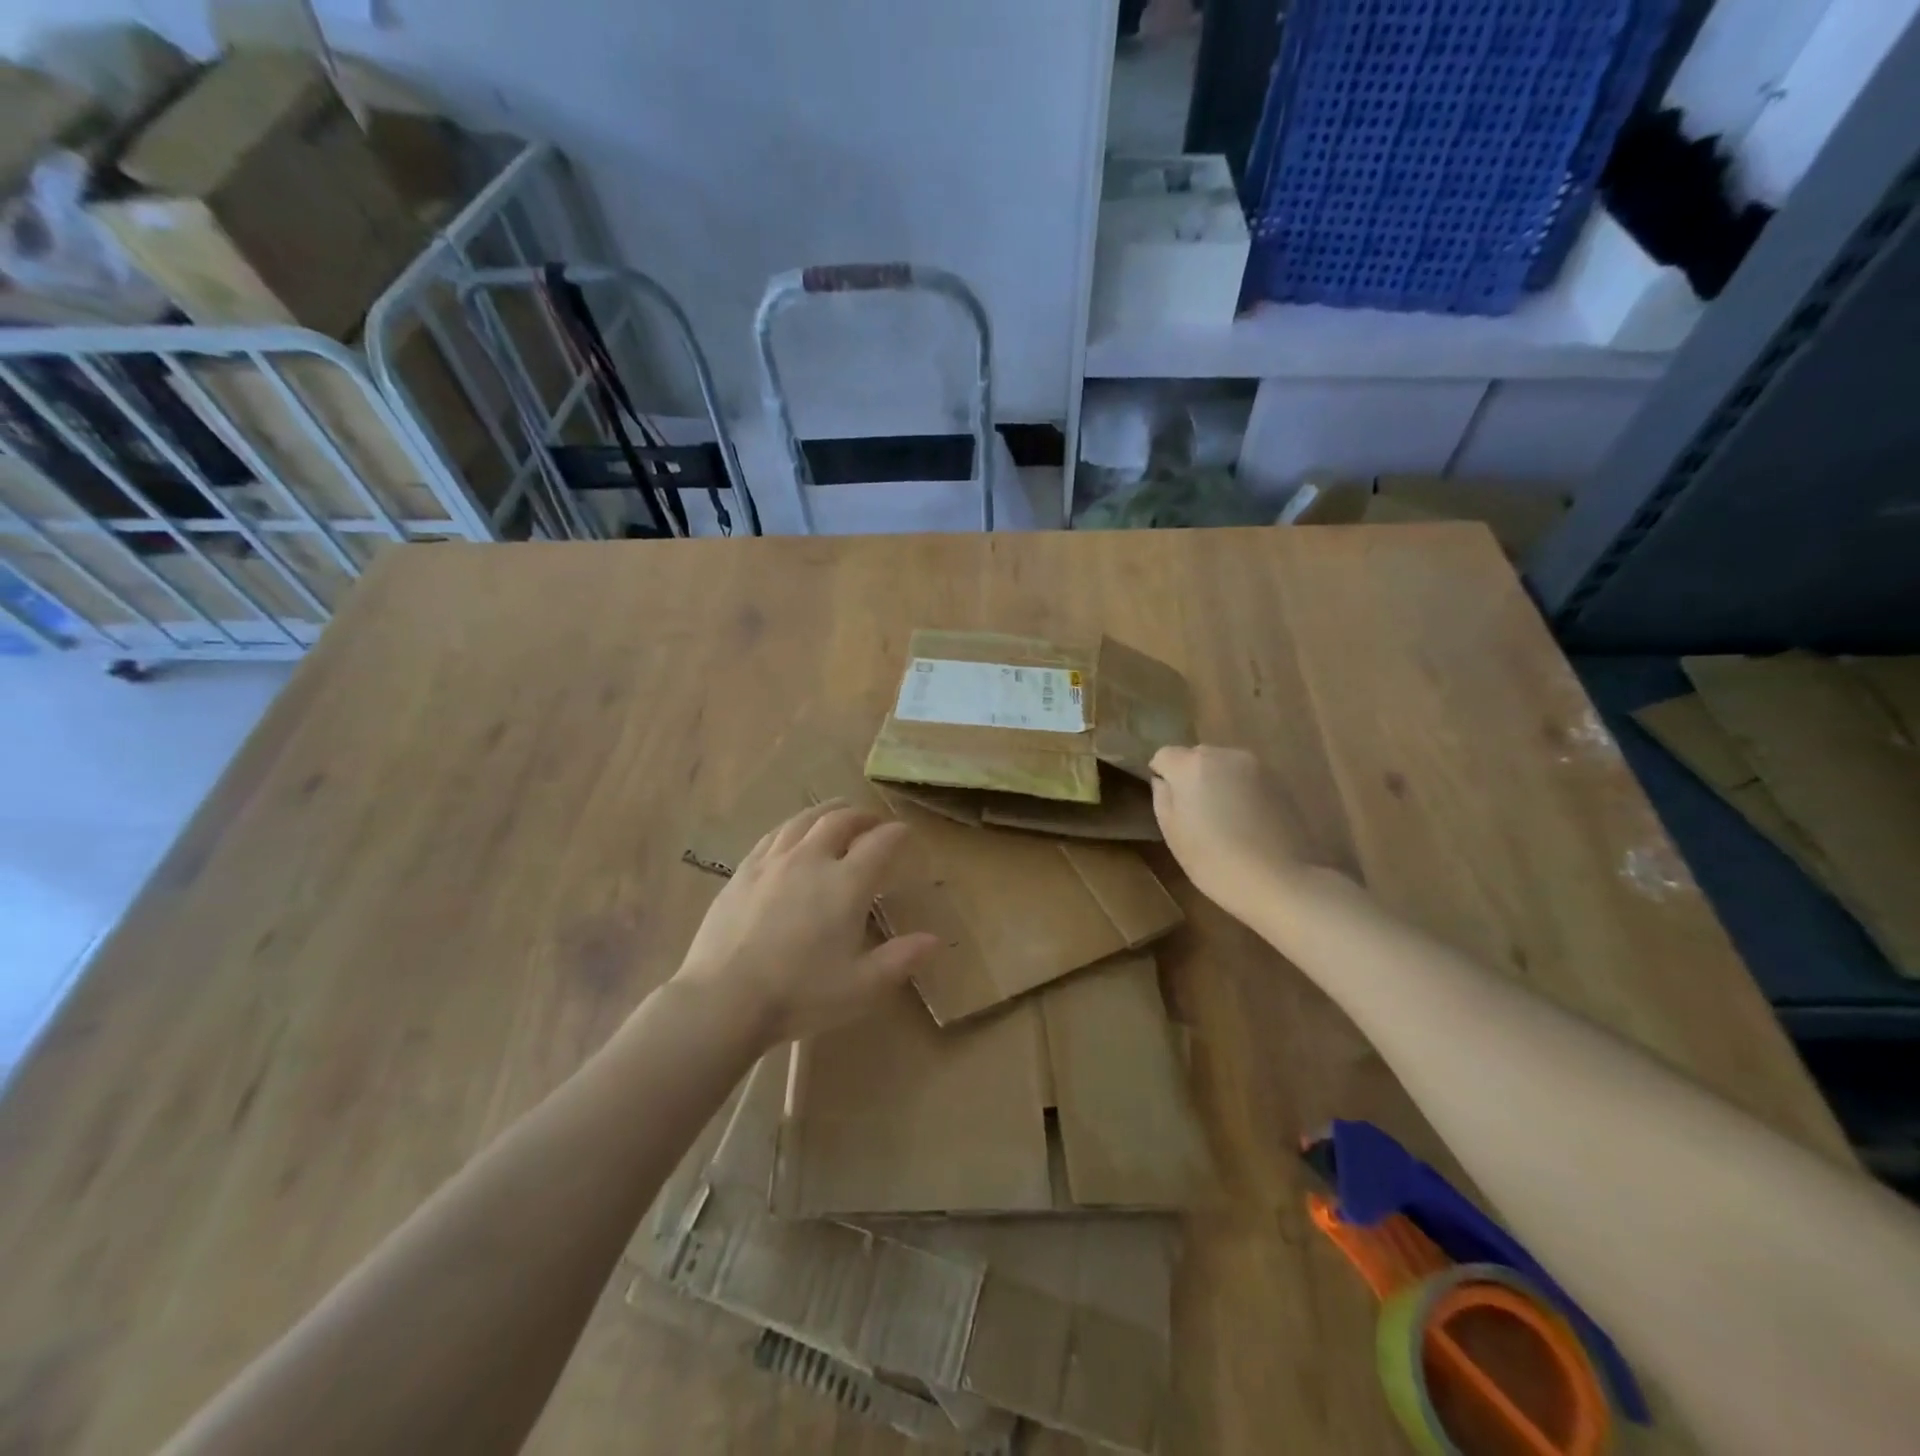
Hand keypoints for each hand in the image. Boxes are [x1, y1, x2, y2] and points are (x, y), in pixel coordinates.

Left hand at [672, 801, 938, 1045]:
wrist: (723, 1000)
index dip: (897, 834)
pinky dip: (793, 827)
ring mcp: (773, 862)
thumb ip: (900, 960)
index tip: (905, 834)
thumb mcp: (861, 987)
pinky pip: (773, 835)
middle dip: (862, 816)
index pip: (880, 843)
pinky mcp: (743, 872)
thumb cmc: (800, 995)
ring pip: (804, 820)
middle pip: (840, 820)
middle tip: (873, 823)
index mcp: (846, 883)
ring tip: (836, 816)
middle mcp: (811, 860)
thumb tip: (934, 940)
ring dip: (827, 812)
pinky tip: (792, 835)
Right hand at [1149, 745, 1312, 915]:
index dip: (1162, 776)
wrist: (1279, 880)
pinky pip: (1248, 779)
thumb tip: (1164, 781)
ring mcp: (1257, 766)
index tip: (1170, 804)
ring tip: (1225, 820)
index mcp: (1191, 765)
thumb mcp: (1172, 833)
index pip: (1164, 755)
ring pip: (1225, 766)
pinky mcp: (1280, 781)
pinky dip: (1242, 792)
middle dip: (1191, 777)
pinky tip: (1249, 823)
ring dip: (1219, 783)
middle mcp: (1224, 755)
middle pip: (1197, 756)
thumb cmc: (1214, 860)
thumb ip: (1163, 797)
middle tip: (1196, 813)